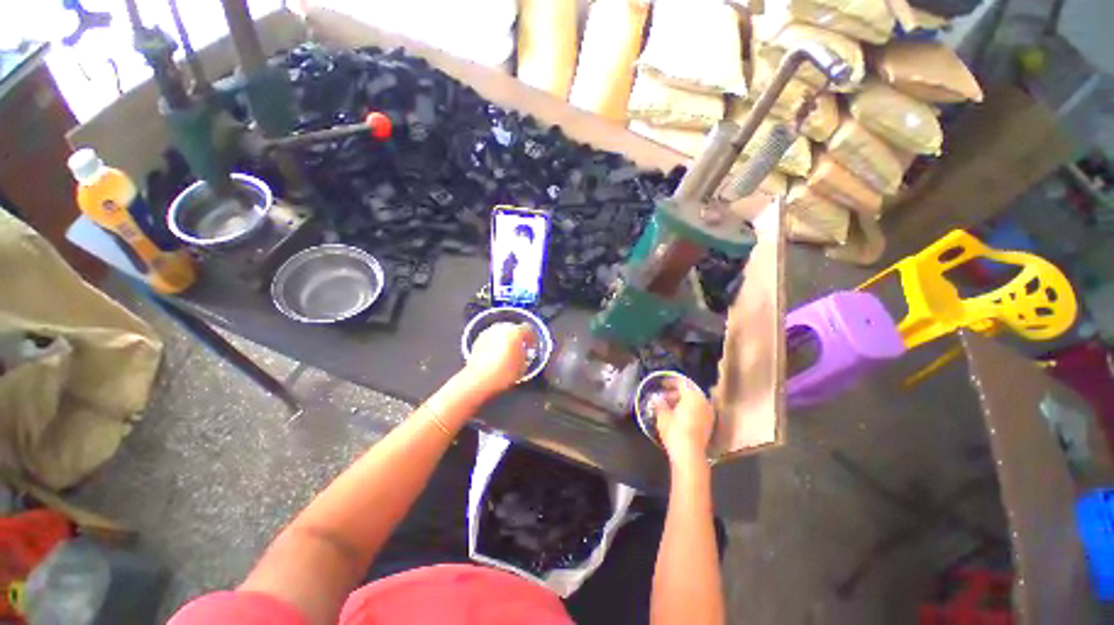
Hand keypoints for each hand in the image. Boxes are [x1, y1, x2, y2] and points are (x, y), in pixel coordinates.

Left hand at [464, 322, 536, 395]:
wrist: (479, 378)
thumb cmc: (504, 372)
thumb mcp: (523, 366)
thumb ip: (525, 355)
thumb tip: (523, 353)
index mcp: (516, 332)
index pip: (528, 329)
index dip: (532, 339)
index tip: (531, 347)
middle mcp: (502, 328)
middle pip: (514, 329)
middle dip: (517, 338)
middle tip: (519, 349)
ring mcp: (488, 332)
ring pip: (501, 333)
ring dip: (505, 340)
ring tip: (506, 353)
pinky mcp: (478, 339)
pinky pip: (491, 338)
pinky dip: (495, 343)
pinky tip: (495, 355)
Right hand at [652, 376, 714, 464]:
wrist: (689, 454)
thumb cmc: (675, 431)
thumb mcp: (662, 415)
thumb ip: (659, 403)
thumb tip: (656, 397)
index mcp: (692, 396)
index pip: (681, 383)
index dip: (670, 382)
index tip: (662, 385)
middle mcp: (703, 402)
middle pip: (689, 392)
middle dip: (675, 394)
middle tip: (663, 398)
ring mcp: (708, 413)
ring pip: (694, 402)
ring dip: (682, 402)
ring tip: (669, 408)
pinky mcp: (709, 424)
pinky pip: (698, 411)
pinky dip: (689, 410)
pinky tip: (679, 416)